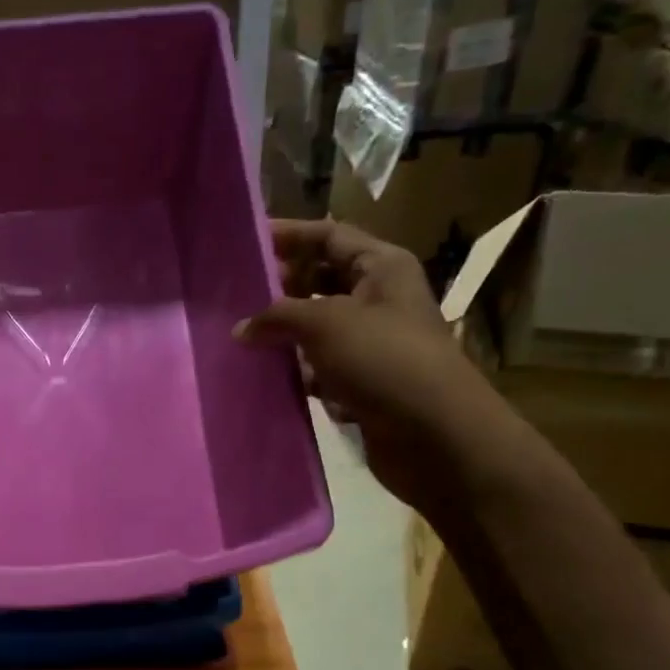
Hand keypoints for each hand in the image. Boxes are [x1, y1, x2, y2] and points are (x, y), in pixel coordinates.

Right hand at [234, 219, 519, 509]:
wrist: (433, 434)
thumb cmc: (383, 360)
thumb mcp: (325, 323)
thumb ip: (278, 316)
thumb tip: (241, 329)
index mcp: (381, 268)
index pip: (329, 236)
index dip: (290, 235)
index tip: (246, 242)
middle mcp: (378, 299)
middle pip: (321, 280)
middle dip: (282, 287)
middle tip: (236, 296)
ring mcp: (371, 344)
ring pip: (317, 328)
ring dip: (285, 334)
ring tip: (241, 338)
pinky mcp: (362, 383)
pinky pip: (321, 368)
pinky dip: (297, 371)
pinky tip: (267, 376)